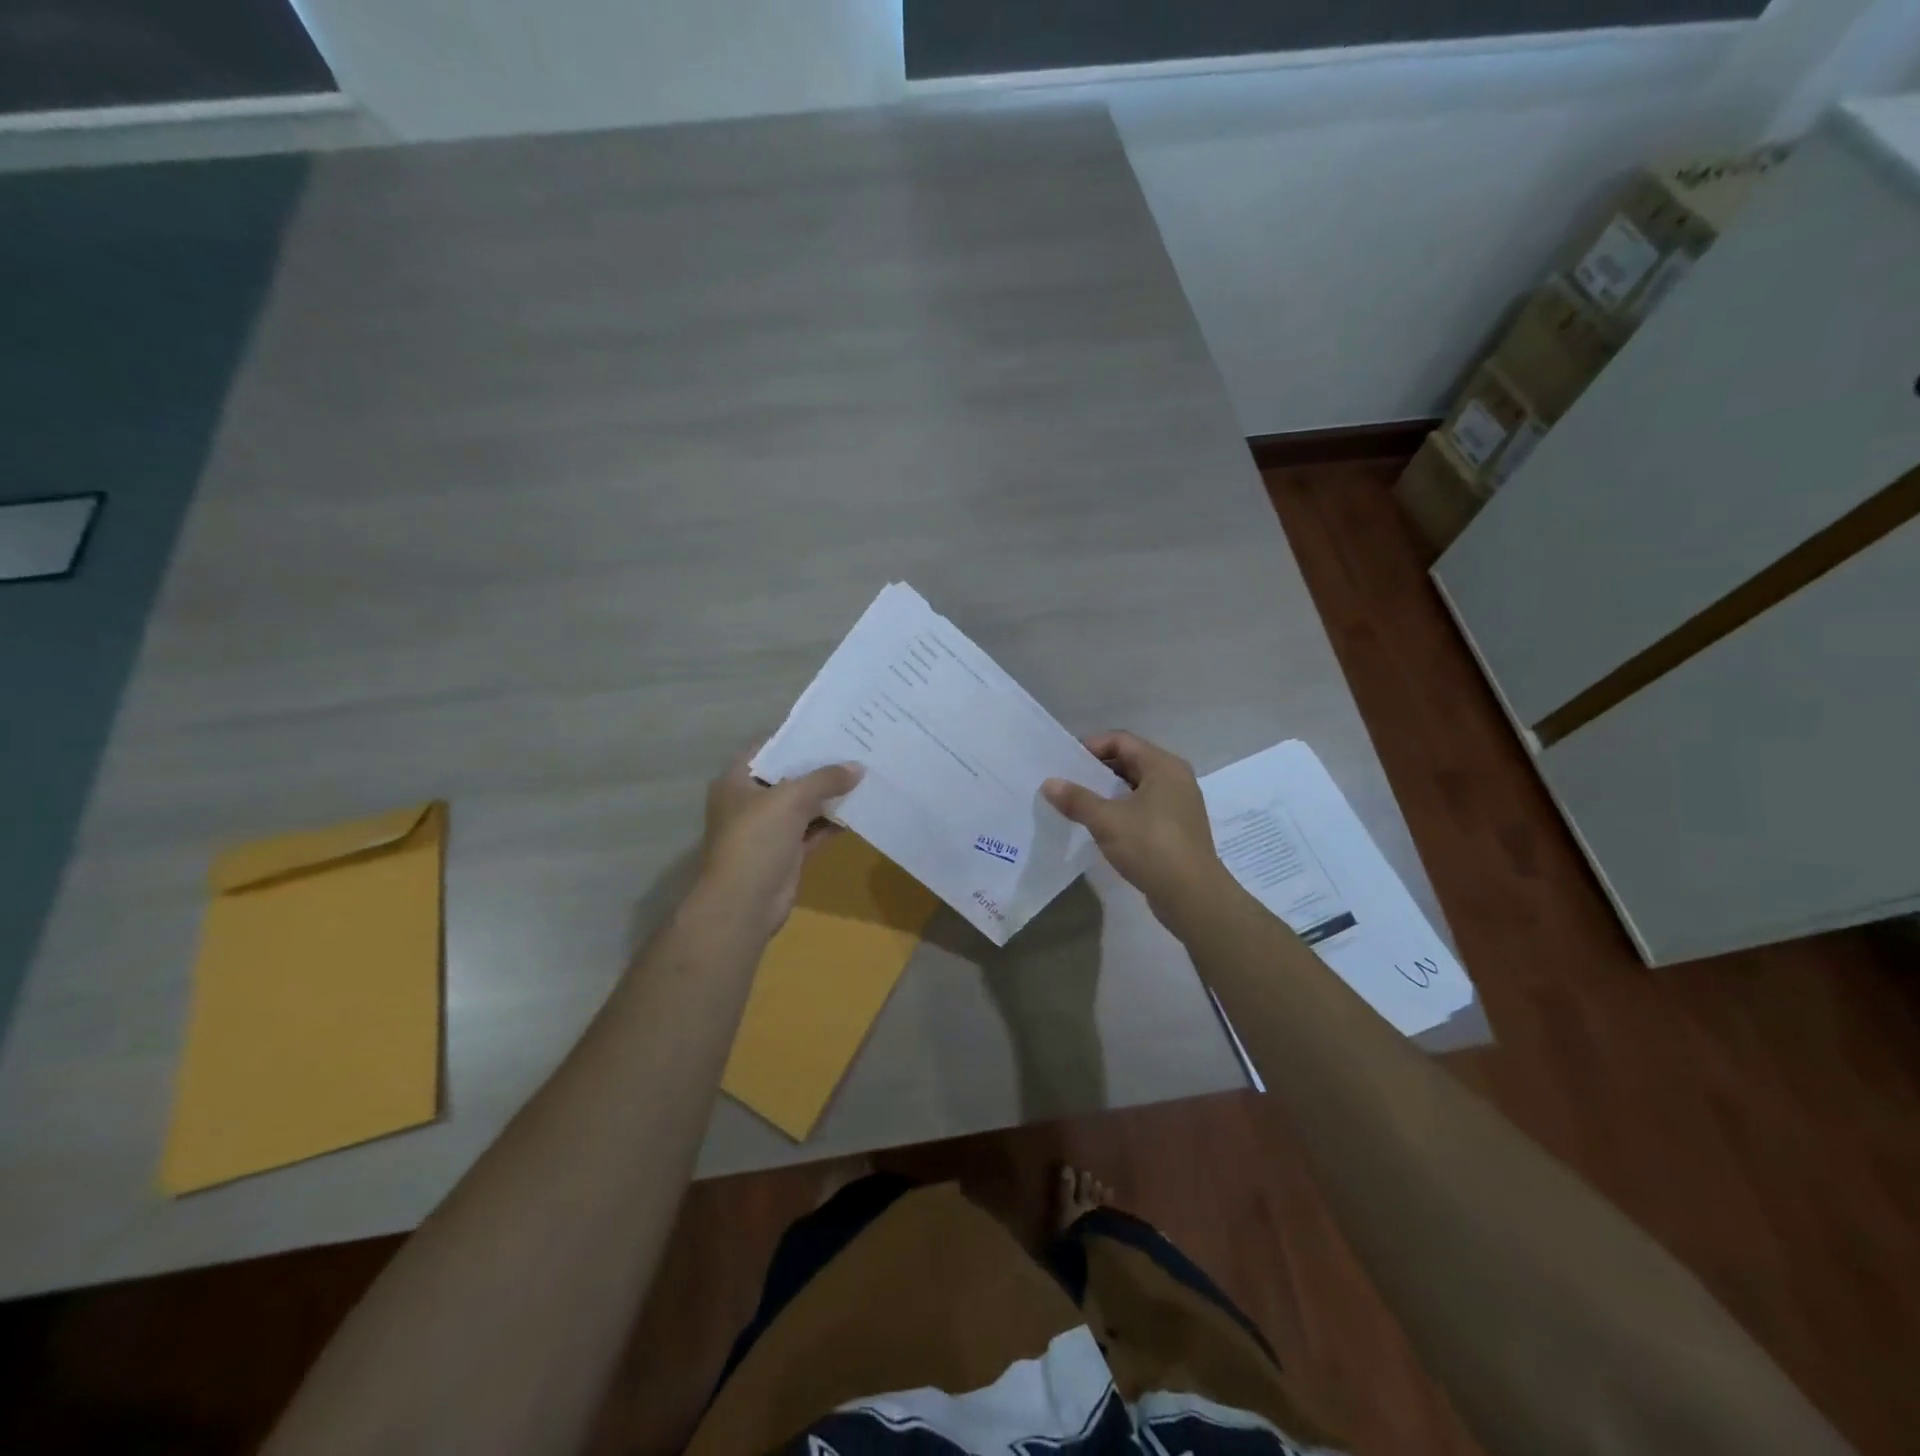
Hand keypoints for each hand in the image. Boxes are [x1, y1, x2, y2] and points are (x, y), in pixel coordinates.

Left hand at [696, 748, 862, 942]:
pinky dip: (832, 823)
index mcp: (737, 781)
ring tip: (864, 776)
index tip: (830, 729)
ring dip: (830, 796)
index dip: (796, 738)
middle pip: (789, 778)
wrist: (744, 903)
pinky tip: (859, 810)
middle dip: (820, 768)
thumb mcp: (791, 798)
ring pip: (804, 806)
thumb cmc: (757, 839)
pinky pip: (813, 831)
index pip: (768, 749)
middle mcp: (750, 802)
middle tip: (855, 749)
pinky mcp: (787, 853)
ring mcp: (769, 829)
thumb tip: (858, 767)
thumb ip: (824, 779)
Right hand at [1043, 731, 1228, 926]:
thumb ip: (1077, 799)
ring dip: (1107, 792)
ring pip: (1136, 787)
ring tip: (1078, 804)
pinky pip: (1143, 807)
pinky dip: (1121, 810)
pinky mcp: (1176, 828)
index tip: (1065, 762)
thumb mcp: (1107, 821)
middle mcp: (1175, 778)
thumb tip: (1049, 783)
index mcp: (1163, 766)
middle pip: (1130, 761)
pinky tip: (1101, 826)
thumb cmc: (1151, 847)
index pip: (1122, 740)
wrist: (1193, 896)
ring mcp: (1179, 804)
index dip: (1091, 746)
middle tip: (1067, 782)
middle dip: (1097, 770)